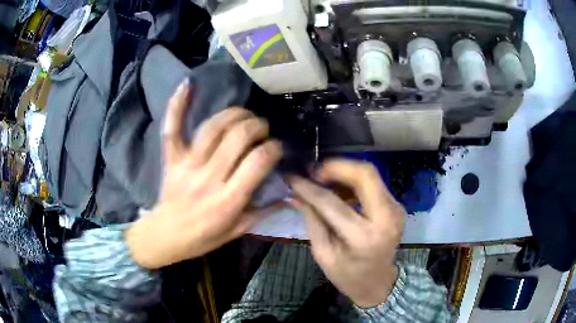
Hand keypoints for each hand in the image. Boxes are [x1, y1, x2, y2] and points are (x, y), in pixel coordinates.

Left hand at [126, 79, 282, 268]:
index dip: (273, 147)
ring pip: (213, 128)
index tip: (277, 147)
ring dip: (234, 114)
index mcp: (228, 200)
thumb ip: (264, 211)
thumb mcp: (238, 231)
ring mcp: (187, 165)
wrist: (166, 236)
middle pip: (238, 137)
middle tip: (262, 129)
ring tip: (245, 115)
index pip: (258, 161)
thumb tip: (290, 194)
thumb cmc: (203, 237)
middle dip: (257, 126)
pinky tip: (187, 84)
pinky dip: (177, 105)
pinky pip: (172, 129)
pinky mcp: (171, 159)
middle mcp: (208, 178)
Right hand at [288, 159, 405, 307]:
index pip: (332, 203)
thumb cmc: (348, 275)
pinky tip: (339, 190)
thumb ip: (311, 220)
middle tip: (313, 171)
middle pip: (364, 174)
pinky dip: (354, 181)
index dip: (309, 187)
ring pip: (370, 175)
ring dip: (344, 172)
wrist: (378, 283)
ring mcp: (396, 209)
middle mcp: (386, 218)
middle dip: (336, 166)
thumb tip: (296, 194)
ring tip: (322, 180)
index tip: (292, 177)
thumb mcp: (323, 254)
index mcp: (363, 237)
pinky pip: (374, 184)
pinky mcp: (396, 205)